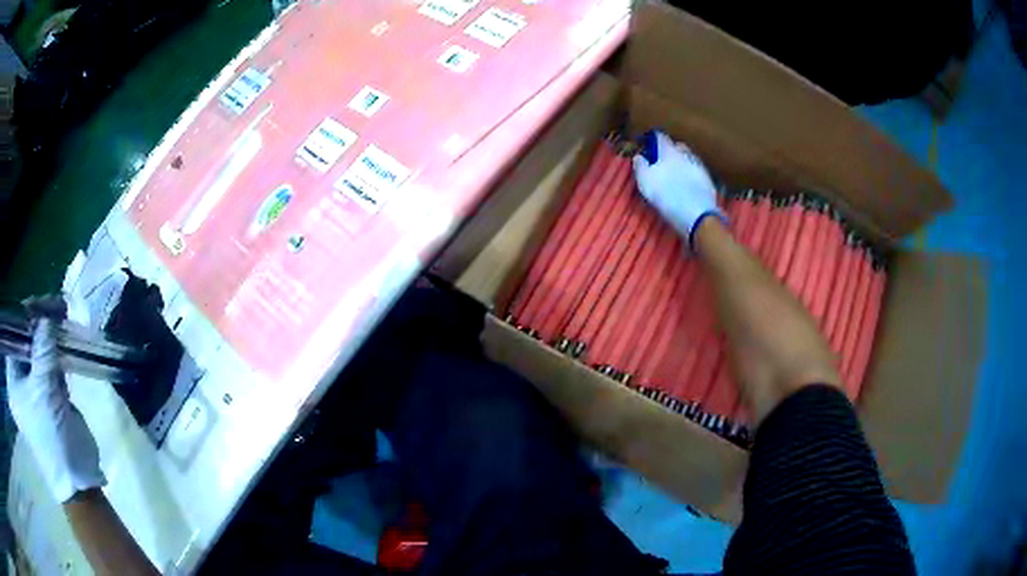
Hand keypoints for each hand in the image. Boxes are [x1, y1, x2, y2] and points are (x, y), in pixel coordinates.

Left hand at [5, 296, 105, 502]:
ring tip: (62, 314)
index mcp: (12, 382)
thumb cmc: (51, 436)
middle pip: (24, 341)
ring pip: (37, 351)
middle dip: (38, 323)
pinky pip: (48, 364)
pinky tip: (64, 337)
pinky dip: (55, 351)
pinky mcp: (47, 395)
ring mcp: (32, 389)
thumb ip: (43, 347)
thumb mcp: (43, 389)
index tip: (42, 303)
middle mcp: (19, 382)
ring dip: (48, 334)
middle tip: (55, 305)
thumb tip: (47, 313)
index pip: (13, 336)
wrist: (76, 478)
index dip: (24, 316)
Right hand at [632, 130, 726, 248]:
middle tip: (662, 160)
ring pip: (688, 158)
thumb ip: (640, 165)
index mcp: (669, 150)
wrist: (697, 214)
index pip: (660, 137)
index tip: (648, 145)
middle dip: (669, 149)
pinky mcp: (708, 180)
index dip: (653, 139)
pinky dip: (691, 174)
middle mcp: (685, 153)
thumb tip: (638, 156)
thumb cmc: (666, 195)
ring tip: (675, 173)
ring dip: (681, 162)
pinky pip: (696, 171)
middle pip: (677, 145)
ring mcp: (699, 166)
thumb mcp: (645, 181)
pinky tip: (687, 184)